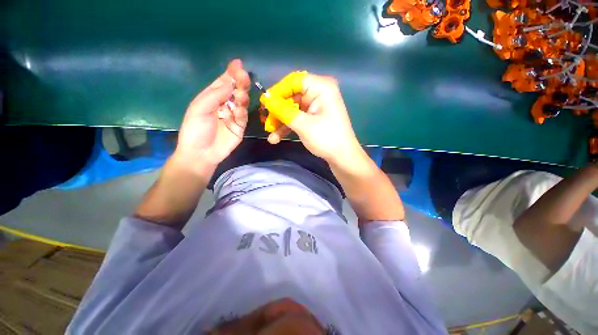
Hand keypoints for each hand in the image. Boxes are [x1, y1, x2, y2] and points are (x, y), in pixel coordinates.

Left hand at [176, 59, 249, 166]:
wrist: (201, 153)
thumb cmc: (195, 130)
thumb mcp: (199, 109)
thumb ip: (215, 96)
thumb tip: (230, 83)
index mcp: (212, 97)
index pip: (223, 82)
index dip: (230, 73)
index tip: (238, 64)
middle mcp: (225, 104)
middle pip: (235, 90)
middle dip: (240, 83)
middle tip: (244, 76)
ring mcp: (234, 116)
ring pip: (241, 103)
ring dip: (242, 97)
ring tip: (241, 95)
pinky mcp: (240, 127)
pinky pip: (243, 117)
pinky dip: (242, 113)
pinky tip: (239, 110)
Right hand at [266, 73, 361, 164]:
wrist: (343, 158)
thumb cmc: (327, 139)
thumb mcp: (303, 125)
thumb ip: (283, 111)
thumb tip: (265, 98)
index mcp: (321, 87)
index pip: (294, 81)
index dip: (278, 92)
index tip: (265, 105)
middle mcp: (318, 93)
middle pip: (291, 97)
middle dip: (277, 112)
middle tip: (267, 125)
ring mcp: (315, 107)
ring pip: (292, 110)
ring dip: (280, 122)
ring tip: (270, 136)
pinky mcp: (313, 118)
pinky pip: (297, 118)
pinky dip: (287, 127)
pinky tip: (276, 138)